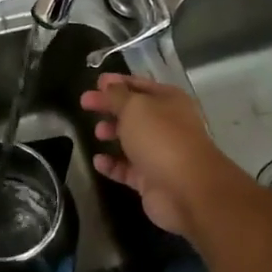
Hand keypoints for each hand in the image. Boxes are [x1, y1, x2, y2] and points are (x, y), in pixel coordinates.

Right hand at [80, 73, 238, 237]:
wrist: (186, 189)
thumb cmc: (160, 138)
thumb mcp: (134, 107)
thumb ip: (117, 96)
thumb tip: (108, 86)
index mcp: (169, 101)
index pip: (140, 85)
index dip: (117, 83)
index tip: (95, 82)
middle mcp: (167, 125)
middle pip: (134, 112)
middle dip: (110, 107)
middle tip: (85, 105)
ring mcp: (160, 153)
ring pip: (131, 140)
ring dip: (113, 134)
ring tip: (97, 133)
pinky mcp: (151, 179)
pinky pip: (127, 168)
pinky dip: (112, 165)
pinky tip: (98, 161)